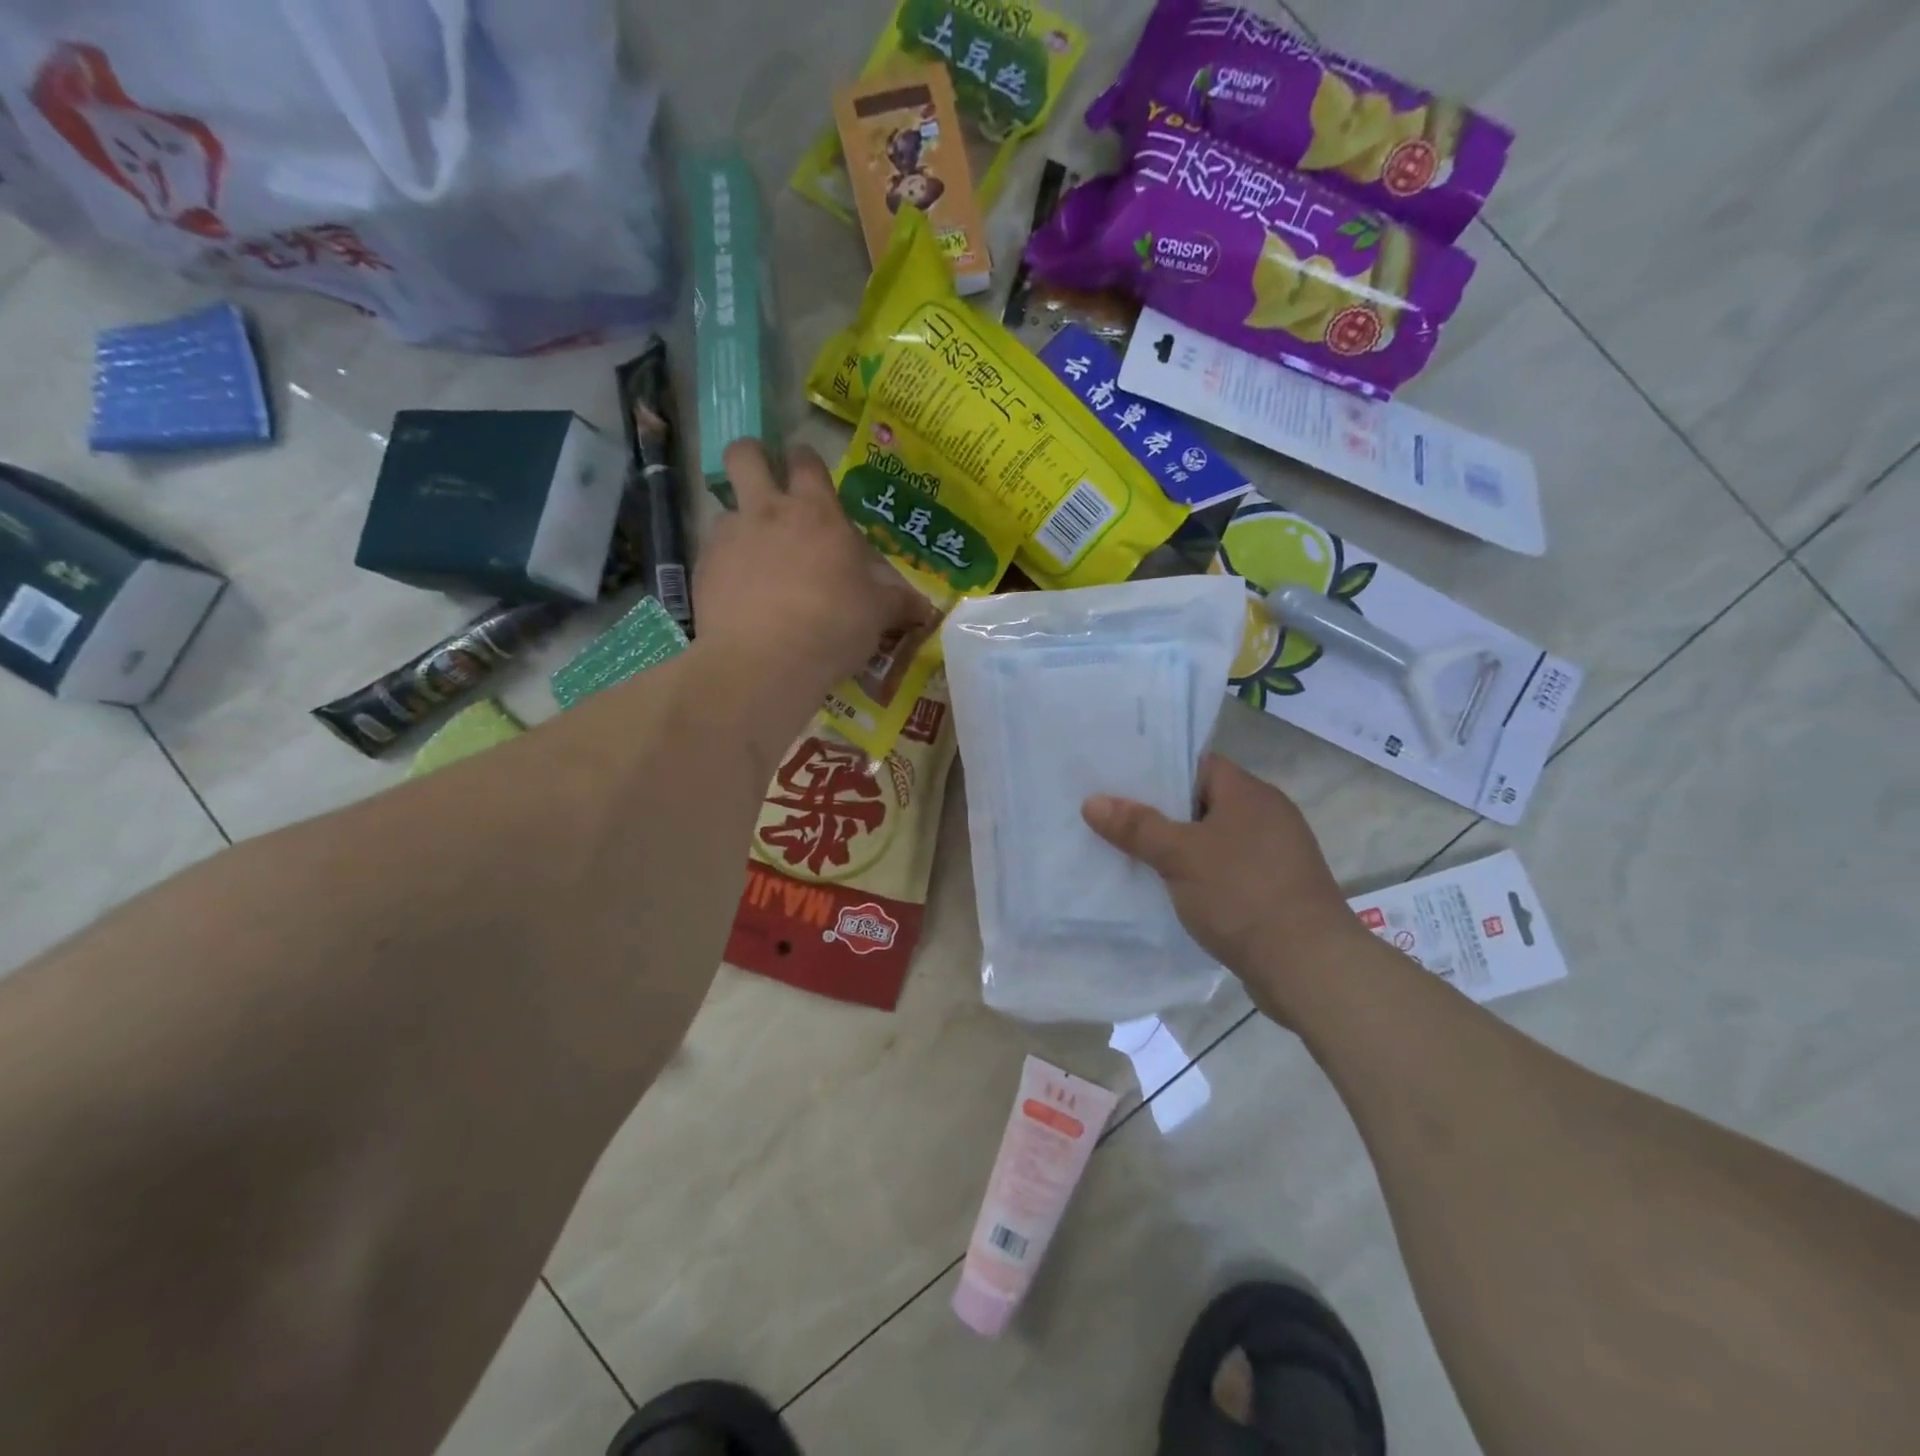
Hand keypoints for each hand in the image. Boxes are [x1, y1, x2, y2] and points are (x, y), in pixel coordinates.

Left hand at [696, 440, 929, 700]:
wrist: (765, 662)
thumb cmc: (834, 626)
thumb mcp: (878, 615)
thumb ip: (899, 603)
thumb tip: (925, 608)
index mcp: (817, 513)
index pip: (806, 460)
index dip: (805, 460)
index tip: (808, 472)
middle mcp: (768, 512)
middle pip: (745, 454)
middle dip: (753, 457)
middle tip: (765, 484)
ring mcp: (730, 538)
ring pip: (725, 508)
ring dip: (740, 524)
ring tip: (755, 560)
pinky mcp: (703, 569)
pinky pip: (713, 553)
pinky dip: (726, 567)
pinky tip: (740, 597)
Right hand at [1083, 755, 1364, 1026]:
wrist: (1308, 967)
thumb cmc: (1242, 894)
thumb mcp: (1180, 855)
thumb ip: (1137, 826)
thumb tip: (1093, 802)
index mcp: (1250, 794)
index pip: (1199, 765)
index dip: (1160, 770)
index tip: (1120, 781)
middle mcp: (1267, 816)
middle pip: (1203, 802)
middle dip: (1161, 812)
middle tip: (1115, 818)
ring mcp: (1275, 855)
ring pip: (1213, 839)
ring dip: (1179, 848)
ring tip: (1131, 854)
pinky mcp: (1275, 890)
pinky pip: (1226, 870)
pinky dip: (1199, 875)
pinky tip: (1169, 889)